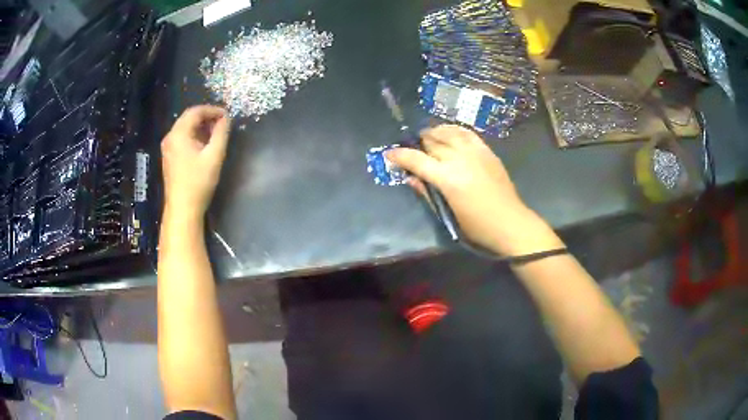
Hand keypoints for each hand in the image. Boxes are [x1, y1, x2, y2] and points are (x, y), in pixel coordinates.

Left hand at [161, 105, 230, 218]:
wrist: (182, 209)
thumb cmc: (198, 182)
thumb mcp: (214, 156)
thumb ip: (221, 133)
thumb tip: (226, 118)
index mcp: (178, 134)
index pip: (195, 111)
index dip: (212, 110)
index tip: (227, 115)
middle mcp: (170, 137)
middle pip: (189, 118)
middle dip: (206, 117)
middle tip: (223, 123)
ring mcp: (168, 148)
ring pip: (185, 128)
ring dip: (201, 127)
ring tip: (216, 133)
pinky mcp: (169, 157)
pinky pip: (182, 138)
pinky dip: (194, 136)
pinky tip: (204, 145)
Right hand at [386, 125, 559, 255]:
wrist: (510, 223)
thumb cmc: (477, 226)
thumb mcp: (448, 214)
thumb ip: (428, 193)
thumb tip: (411, 178)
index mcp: (448, 179)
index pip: (416, 160)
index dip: (400, 155)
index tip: (389, 154)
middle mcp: (459, 160)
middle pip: (431, 142)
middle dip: (417, 144)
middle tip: (412, 150)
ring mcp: (475, 152)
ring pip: (448, 132)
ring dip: (434, 132)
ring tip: (427, 136)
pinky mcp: (487, 151)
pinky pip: (467, 133)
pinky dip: (454, 130)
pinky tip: (449, 133)